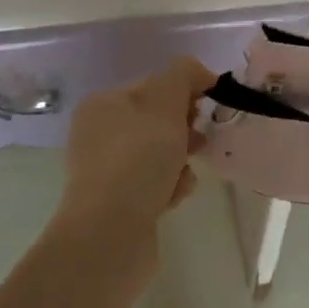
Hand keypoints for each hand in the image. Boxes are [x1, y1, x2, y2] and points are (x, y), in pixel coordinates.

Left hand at [57, 57, 214, 247]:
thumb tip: (198, 72)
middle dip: (185, 128)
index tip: (209, 105)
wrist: (110, 235)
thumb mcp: (165, 102)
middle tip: (199, 140)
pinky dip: (171, 186)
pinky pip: (155, 183)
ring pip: (160, 154)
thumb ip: (183, 75)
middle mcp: (99, 134)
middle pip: (158, 120)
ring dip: (181, 160)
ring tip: (186, 174)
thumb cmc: (137, 159)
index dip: (185, 91)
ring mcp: (106, 171)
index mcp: (104, 104)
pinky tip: (175, 196)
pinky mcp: (118, 203)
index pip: (154, 85)